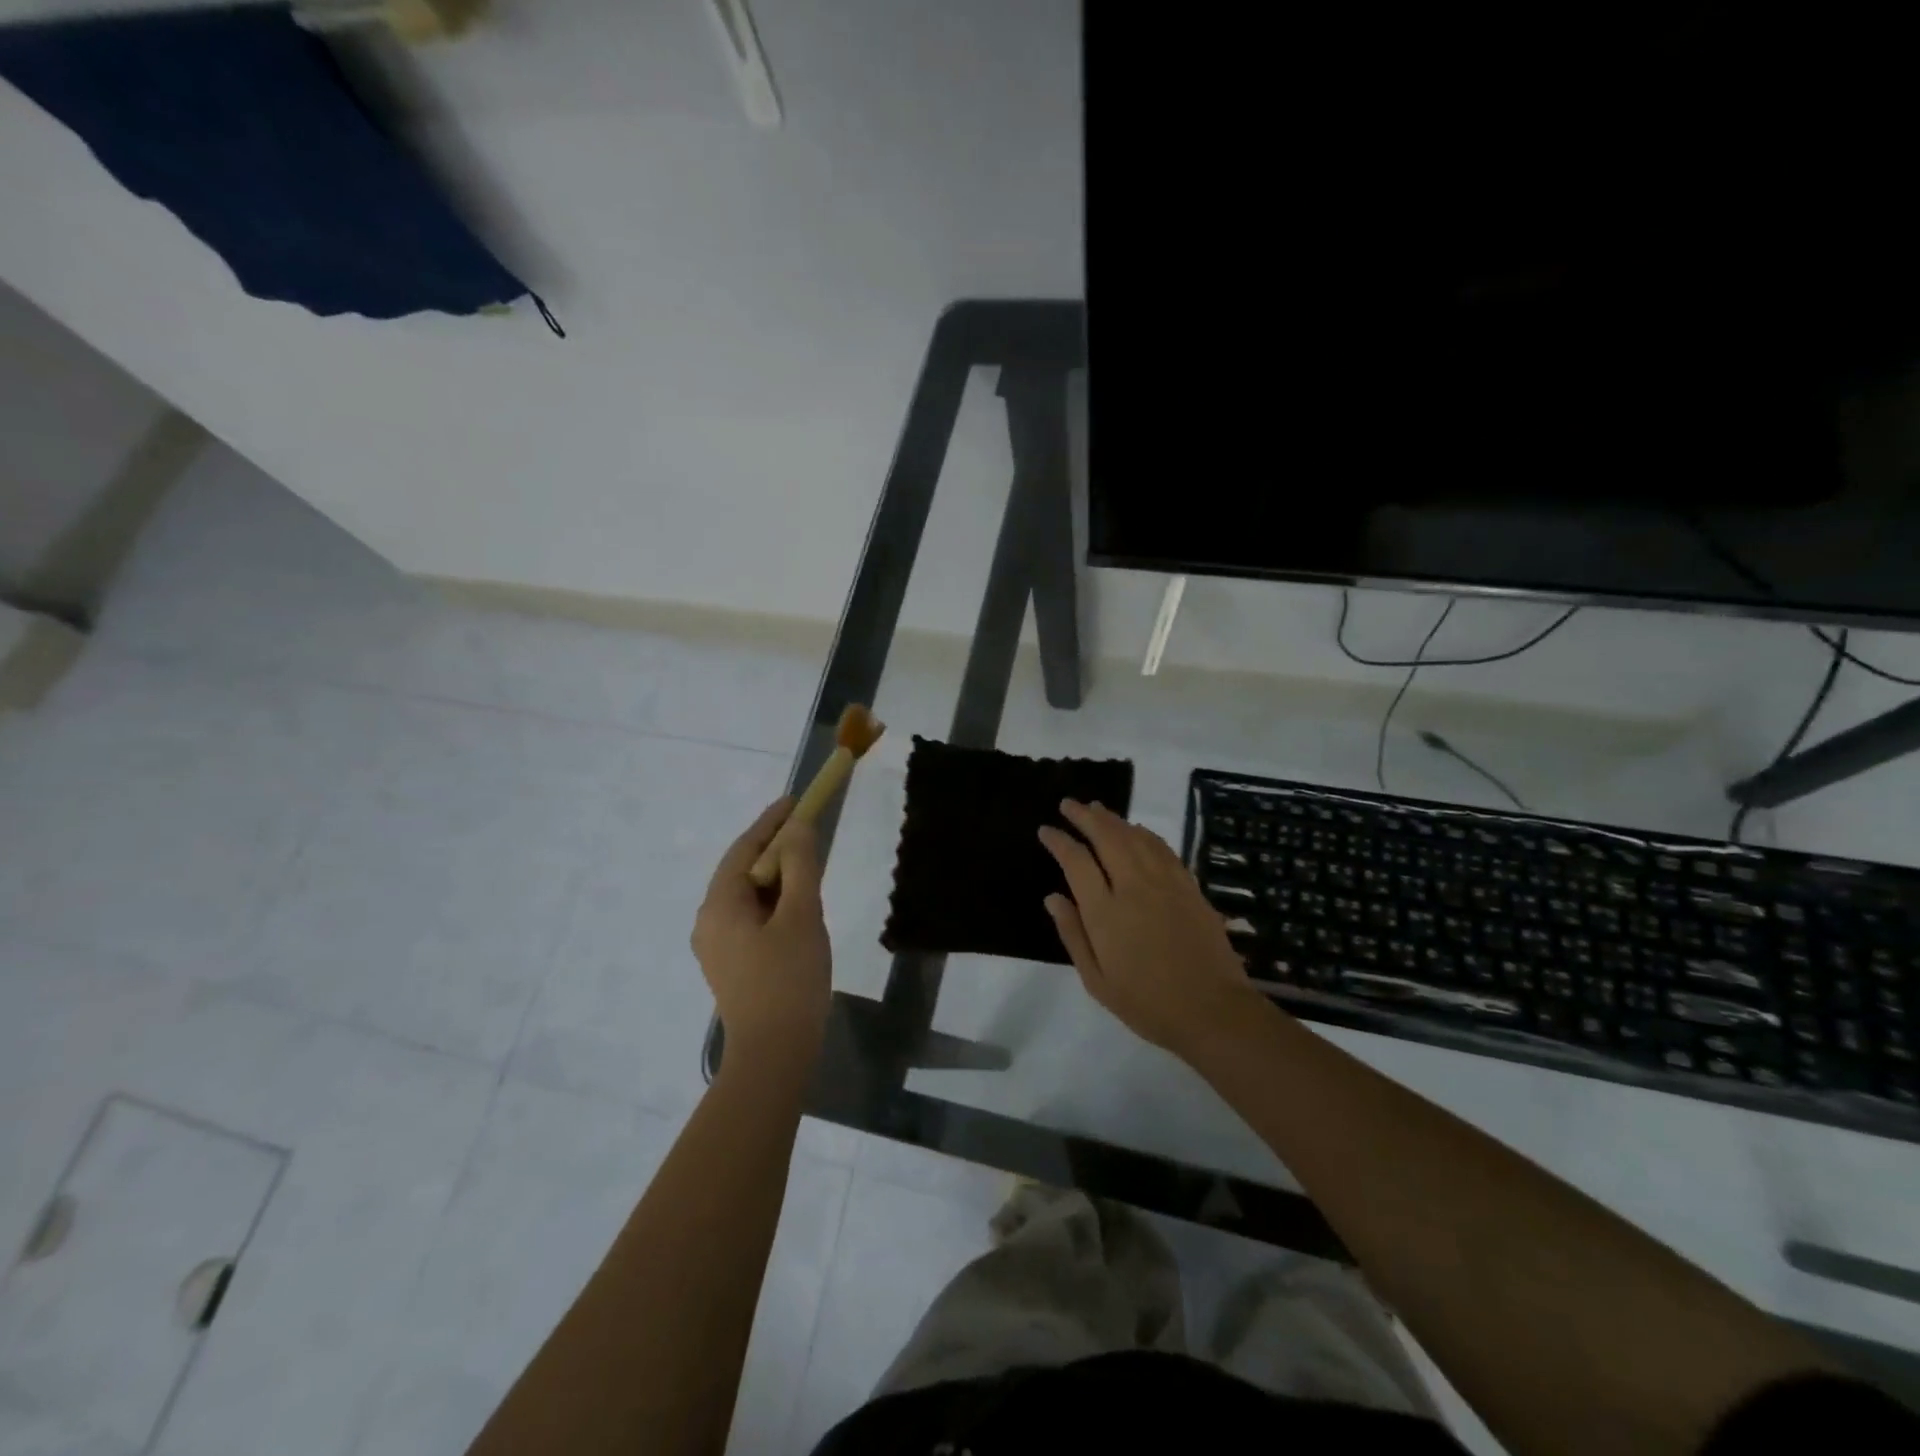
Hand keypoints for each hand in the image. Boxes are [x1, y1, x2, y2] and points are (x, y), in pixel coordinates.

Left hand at [692, 797, 832, 1073]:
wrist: (774, 1053)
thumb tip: (797, 828)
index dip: (771, 821)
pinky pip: (750, 917)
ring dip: (776, 876)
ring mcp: (717, 946)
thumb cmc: (789, 979)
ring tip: (809, 865)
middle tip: (809, 831)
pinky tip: (797, 906)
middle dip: (775, 848)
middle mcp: (709, 921)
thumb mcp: (801, 915)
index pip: (745, 848)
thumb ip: (800, 865)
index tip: (796, 800)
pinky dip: (773, 901)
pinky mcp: (730, 964)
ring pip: (747, 896)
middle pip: (742, 870)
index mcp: (719, 905)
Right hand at [1038, 799, 1263, 1062]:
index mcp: (1106, 912)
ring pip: (1135, 836)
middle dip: (1084, 816)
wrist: (1212, 1011)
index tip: (1046, 830)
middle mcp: (1134, 887)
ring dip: (1113, 818)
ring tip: (1096, 808)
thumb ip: (1073, 934)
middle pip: (1107, 837)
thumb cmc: (1147, 1003)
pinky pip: (1162, 848)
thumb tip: (1052, 897)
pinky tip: (1136, 829)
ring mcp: (1165, 883)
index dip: (1059, 841)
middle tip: (1068, 804)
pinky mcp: (1189, 886)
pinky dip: (1144, 832)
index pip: (1076, 861)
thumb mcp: (1097, 981)